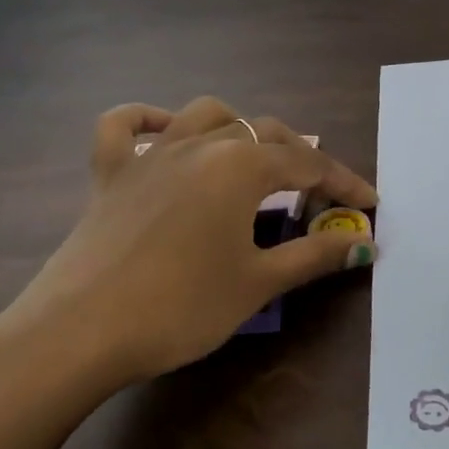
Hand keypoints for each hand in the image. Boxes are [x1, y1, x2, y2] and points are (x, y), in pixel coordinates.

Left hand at [0, 97, 377, 389]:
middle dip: (300, 160)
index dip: (344, 185)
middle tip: (319, 199)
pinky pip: (124, 127)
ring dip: (238, 128)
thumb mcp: (257, 283)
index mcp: (241, 166)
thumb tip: (362, 243)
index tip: (369, 204)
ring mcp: (150, 154)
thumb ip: (313, 256)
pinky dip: (146, 120)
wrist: (79, 332)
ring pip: (205, 115)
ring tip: (253, 160)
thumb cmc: (181, 307)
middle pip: (264, 133)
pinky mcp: (110, 173)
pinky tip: (163, 131)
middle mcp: (200, 144)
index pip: (308, 166)